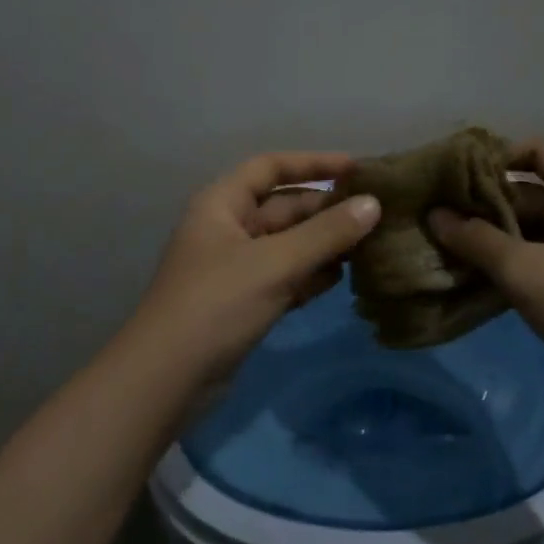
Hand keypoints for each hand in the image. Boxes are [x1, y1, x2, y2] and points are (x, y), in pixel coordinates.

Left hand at [121, 153, 381, 386]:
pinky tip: (344, 278)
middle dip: (326, 211)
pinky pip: (284, 276)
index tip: (356, 169)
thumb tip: (373, 204)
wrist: (167, 379)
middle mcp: (227, 228)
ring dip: (324, 244)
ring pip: (287, 244)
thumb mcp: (275, 263)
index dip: (313, 163)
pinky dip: (311, 274)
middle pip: (283, 207)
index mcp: (221, 203)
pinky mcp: (243, 302)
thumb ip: (326, 233)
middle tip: (376, 216)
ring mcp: (234, 267)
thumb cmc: (217, 304)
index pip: (270, 167)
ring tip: (371, 246)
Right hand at [428, 139, 543, 379]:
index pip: (535, 151)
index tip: (452, 179)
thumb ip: (476, 240)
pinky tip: (471, 281)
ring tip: (441, 249)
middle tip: (433, 218)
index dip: (493, 158)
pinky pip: (539, 262)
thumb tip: (435, 215)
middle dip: (481, 206)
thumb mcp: (526, 270)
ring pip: (530, 232)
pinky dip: (509, 267)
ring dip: (490, 240)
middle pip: (527, 193)